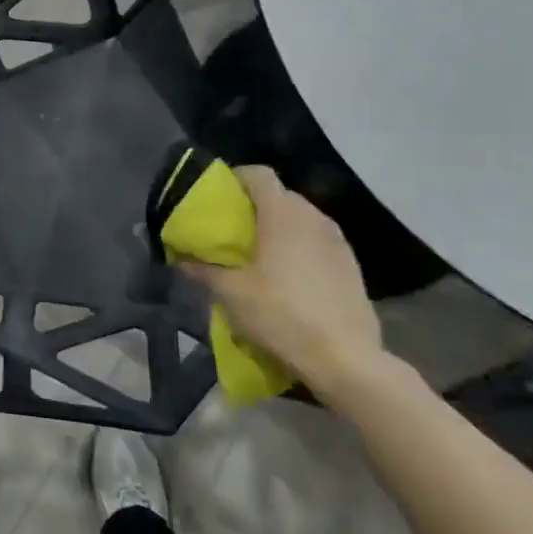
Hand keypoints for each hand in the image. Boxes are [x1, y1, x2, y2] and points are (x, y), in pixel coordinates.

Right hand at [179, 165, 385, 404]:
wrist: (346, 358)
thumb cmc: (281, 315)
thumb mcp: (230, 294)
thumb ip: (202, 271)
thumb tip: (181, 260)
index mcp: (282, 214)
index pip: (259, 174)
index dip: (236, 178)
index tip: (218, 196)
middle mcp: (313, 218)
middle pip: (280, 195)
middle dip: (254, 206)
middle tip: (232, 229)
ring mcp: (337, 241)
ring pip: (301, 219)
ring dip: (278, 228)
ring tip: (259, 253)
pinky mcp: (351, 264)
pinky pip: (317, 241)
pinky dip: (299, 247)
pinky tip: (288, 276)